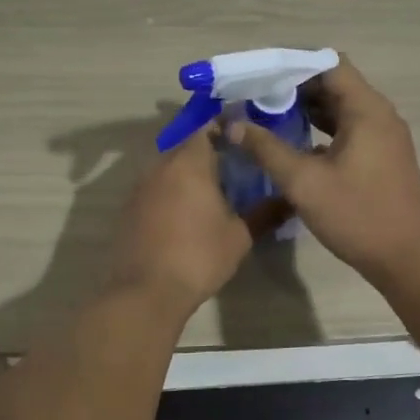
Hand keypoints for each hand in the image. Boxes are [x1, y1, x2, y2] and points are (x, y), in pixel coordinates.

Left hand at [107, 128, 286, 315]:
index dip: (225, 128)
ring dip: (188, 175)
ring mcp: (140, 188)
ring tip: (212, 193)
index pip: (206, 128)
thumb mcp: (239, 237)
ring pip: (168, 169)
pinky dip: (171, 193)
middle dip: (208, 153)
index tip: (244, 139)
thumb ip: (265, 213)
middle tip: (234, 168)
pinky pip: (155, 189)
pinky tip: (185, 214)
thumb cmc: (199, 257)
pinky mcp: (129, 209)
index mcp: (189, 164)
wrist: (146, 292)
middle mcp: (160, 167)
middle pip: (186, 148)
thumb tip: (291, 199)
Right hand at [228, 57, 419, 283]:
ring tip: (267, 119)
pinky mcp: (382, 159)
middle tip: (255, 98)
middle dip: (294, 88)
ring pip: (341, 110)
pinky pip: (349, 131)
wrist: (408, 260)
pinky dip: (322, 131)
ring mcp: (384, 138)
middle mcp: (380, 116)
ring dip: (307, 111)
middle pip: (334, 84)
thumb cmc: (358, 215)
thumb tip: (232, 124)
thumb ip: (266, 149)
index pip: (328, 64)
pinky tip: (294, 146)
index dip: (293, 65)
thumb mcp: (304, 182)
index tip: (260, 76)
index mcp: (367, 110)